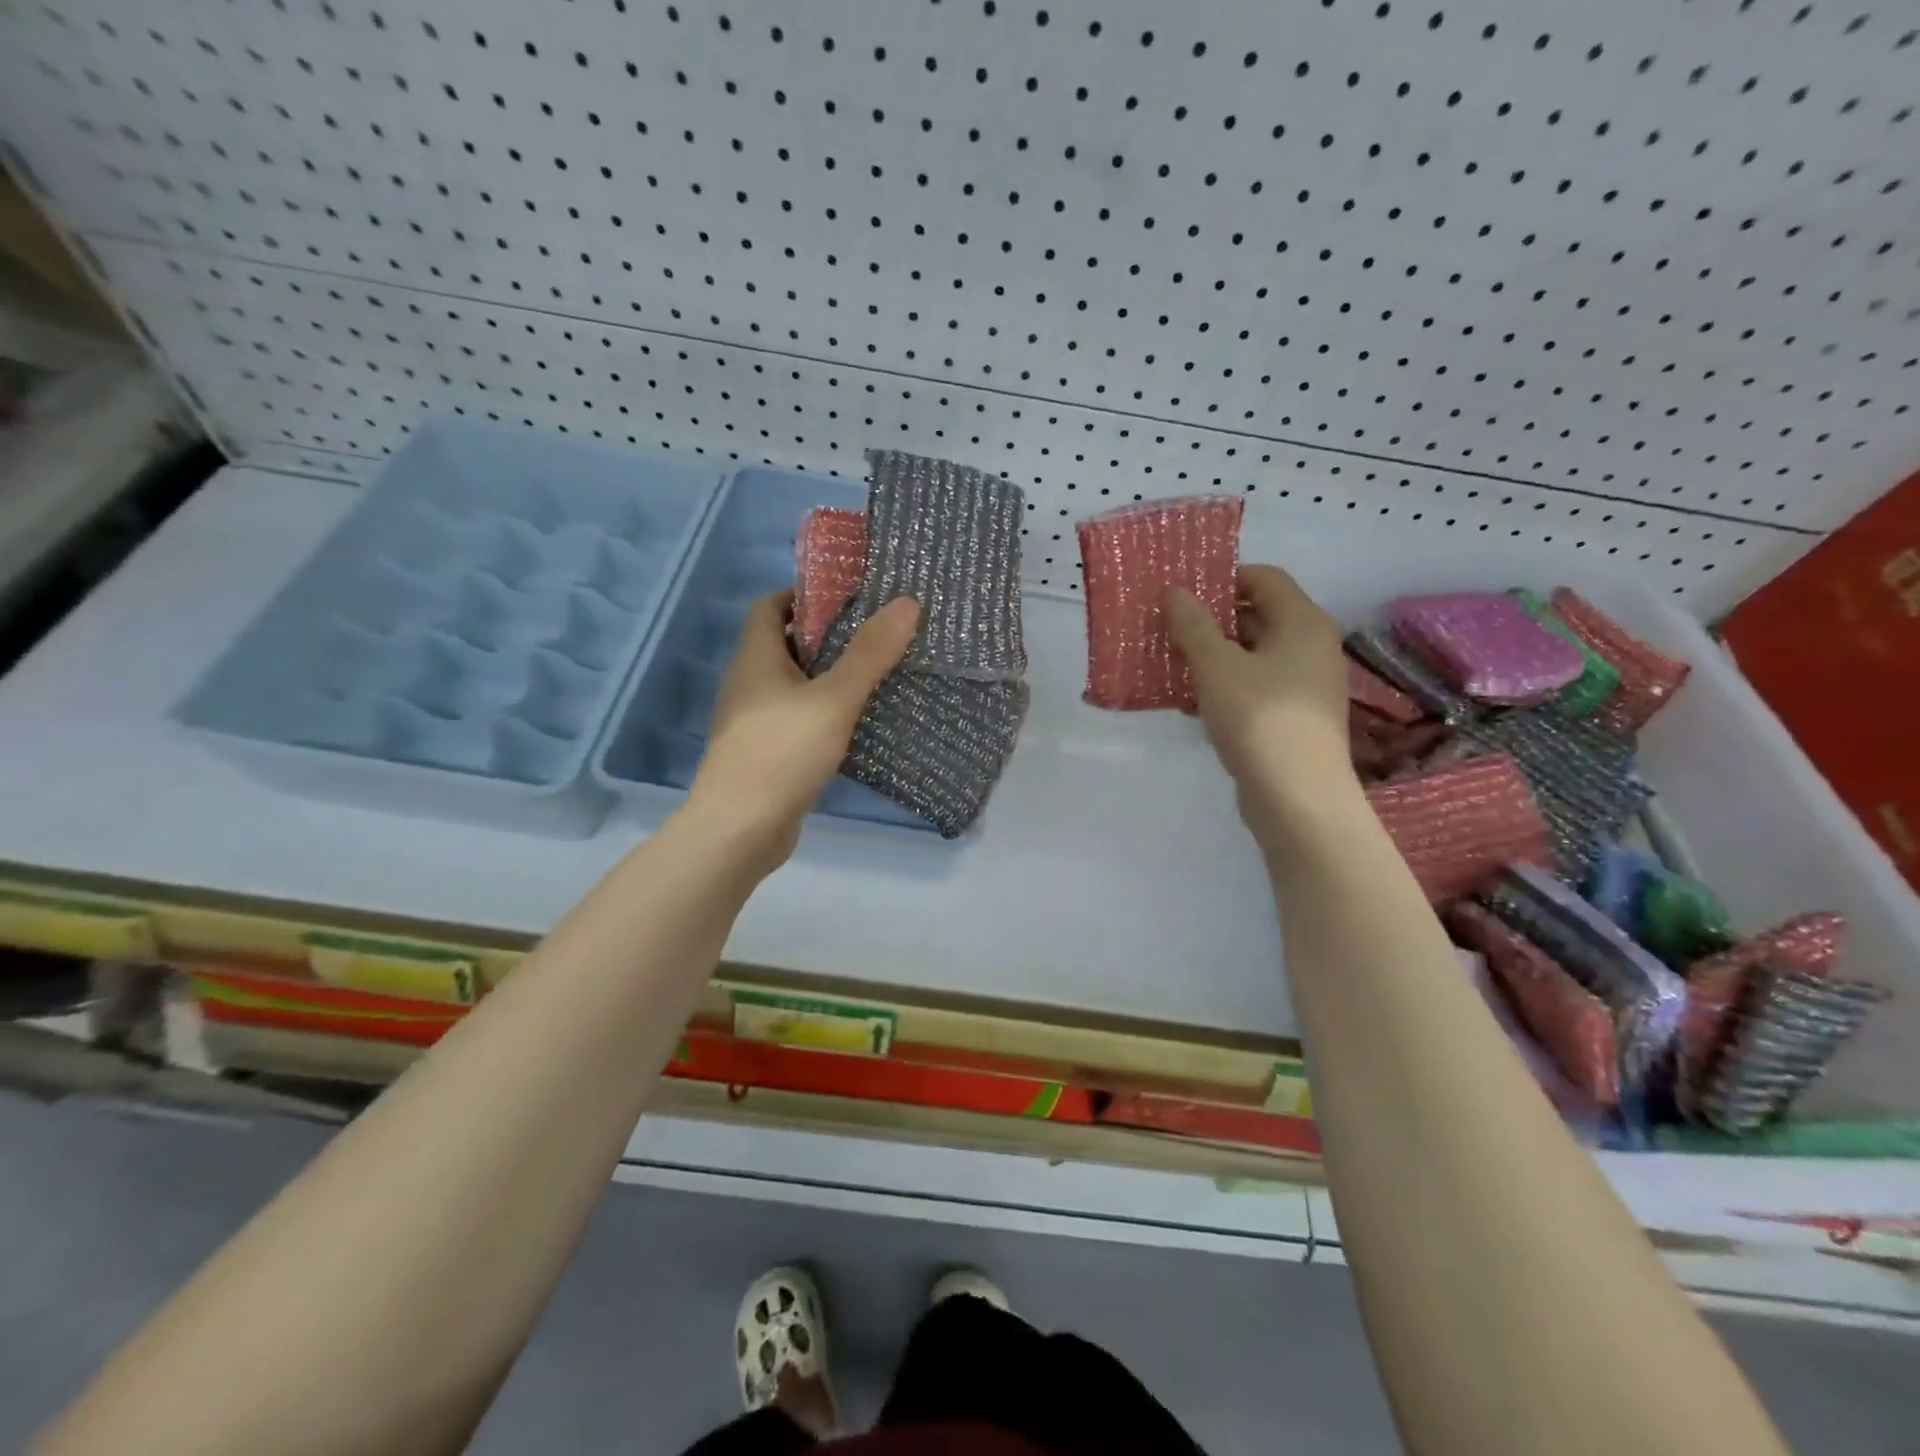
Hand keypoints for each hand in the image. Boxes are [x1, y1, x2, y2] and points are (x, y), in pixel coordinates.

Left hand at [688, 591, 920, 867]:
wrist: (740, 830)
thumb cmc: (782, 753)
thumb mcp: (834, 699)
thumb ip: (869, 654)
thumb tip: (906, 603)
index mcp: (755, 658)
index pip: (771, 606)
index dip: (805, 595)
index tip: (850, 597)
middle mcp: (749, 684)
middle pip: (786, 644)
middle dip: (828, 636)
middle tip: (877, 633)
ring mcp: (754, 721)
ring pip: (795, 685)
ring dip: (829, 677)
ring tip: (877, 673)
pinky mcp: (766, 753)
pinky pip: (798, 719)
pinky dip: (825, 713)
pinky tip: (857, 723)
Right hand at [1165, 565, 1355, 827]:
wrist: (1297, 798)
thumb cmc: (1259, 719)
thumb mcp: (1216, 666)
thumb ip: (1194, 625)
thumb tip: (1175, 591)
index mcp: (1303, 623)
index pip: (1264, 578)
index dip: (1223, 578)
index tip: (1182, 593)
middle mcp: (1311, 647)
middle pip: (1257, 617)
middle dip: (1210, 622)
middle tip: (1168, 629)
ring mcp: (1305, 686)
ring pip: (1251, 657)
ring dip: (1211, 658)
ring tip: (1171, 669)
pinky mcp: (1293, 718)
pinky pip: (1254, 688)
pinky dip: (1223, 688)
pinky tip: (1191, 706)